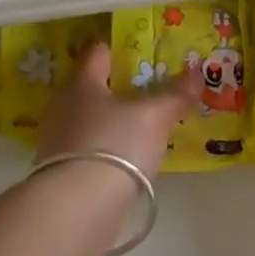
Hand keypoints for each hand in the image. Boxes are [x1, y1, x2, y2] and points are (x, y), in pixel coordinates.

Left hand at [37, 41, 202, 178]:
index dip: (121, 48)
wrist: (78, 207)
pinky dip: (107, 147)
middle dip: (119, 87)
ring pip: (90, 118)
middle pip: (93, 86)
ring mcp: (58, 139)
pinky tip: (128, 157)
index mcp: (82, 82)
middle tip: (151, 90)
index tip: (144, 52)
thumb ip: (175, 94)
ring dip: (112, 120)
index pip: (98, 51)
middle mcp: (62, 105)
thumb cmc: (115, 144)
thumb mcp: (154, 117)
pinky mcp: (61, 170)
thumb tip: (196, 72)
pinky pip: (89, 147)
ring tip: (143, 126)